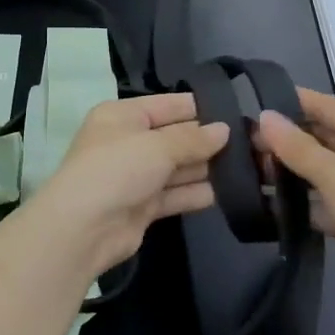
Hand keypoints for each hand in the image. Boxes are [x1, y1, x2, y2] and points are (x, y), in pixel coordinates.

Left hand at [23, 93, 230, 279]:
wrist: (83, 229)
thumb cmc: (117, 170)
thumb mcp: (157, 146)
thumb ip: (193, 138)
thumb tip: (224, 130)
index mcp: (122, 116)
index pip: (168, 105)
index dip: (200, 108)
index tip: (236, 112)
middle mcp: (128, 142)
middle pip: (175, 137)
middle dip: (207, 141)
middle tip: (251, 142)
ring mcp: (134, 176)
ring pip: (177, 167)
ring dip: (206, 168)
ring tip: (246, 166)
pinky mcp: (142, 207)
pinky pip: (174, 195)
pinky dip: (195, 193)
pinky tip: (226, 193)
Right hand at [255, 89, 334, 329]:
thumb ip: (297, 147)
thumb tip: (264, 116)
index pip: (326, 105)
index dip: (291, 102)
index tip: (251, 105)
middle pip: (323, 137)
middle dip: (286, 140)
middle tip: (242, 145)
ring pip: (323, 170)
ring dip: (291, 172)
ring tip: (249, 172)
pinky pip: (326, 202)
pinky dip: (303, 202)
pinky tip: (271, 205)